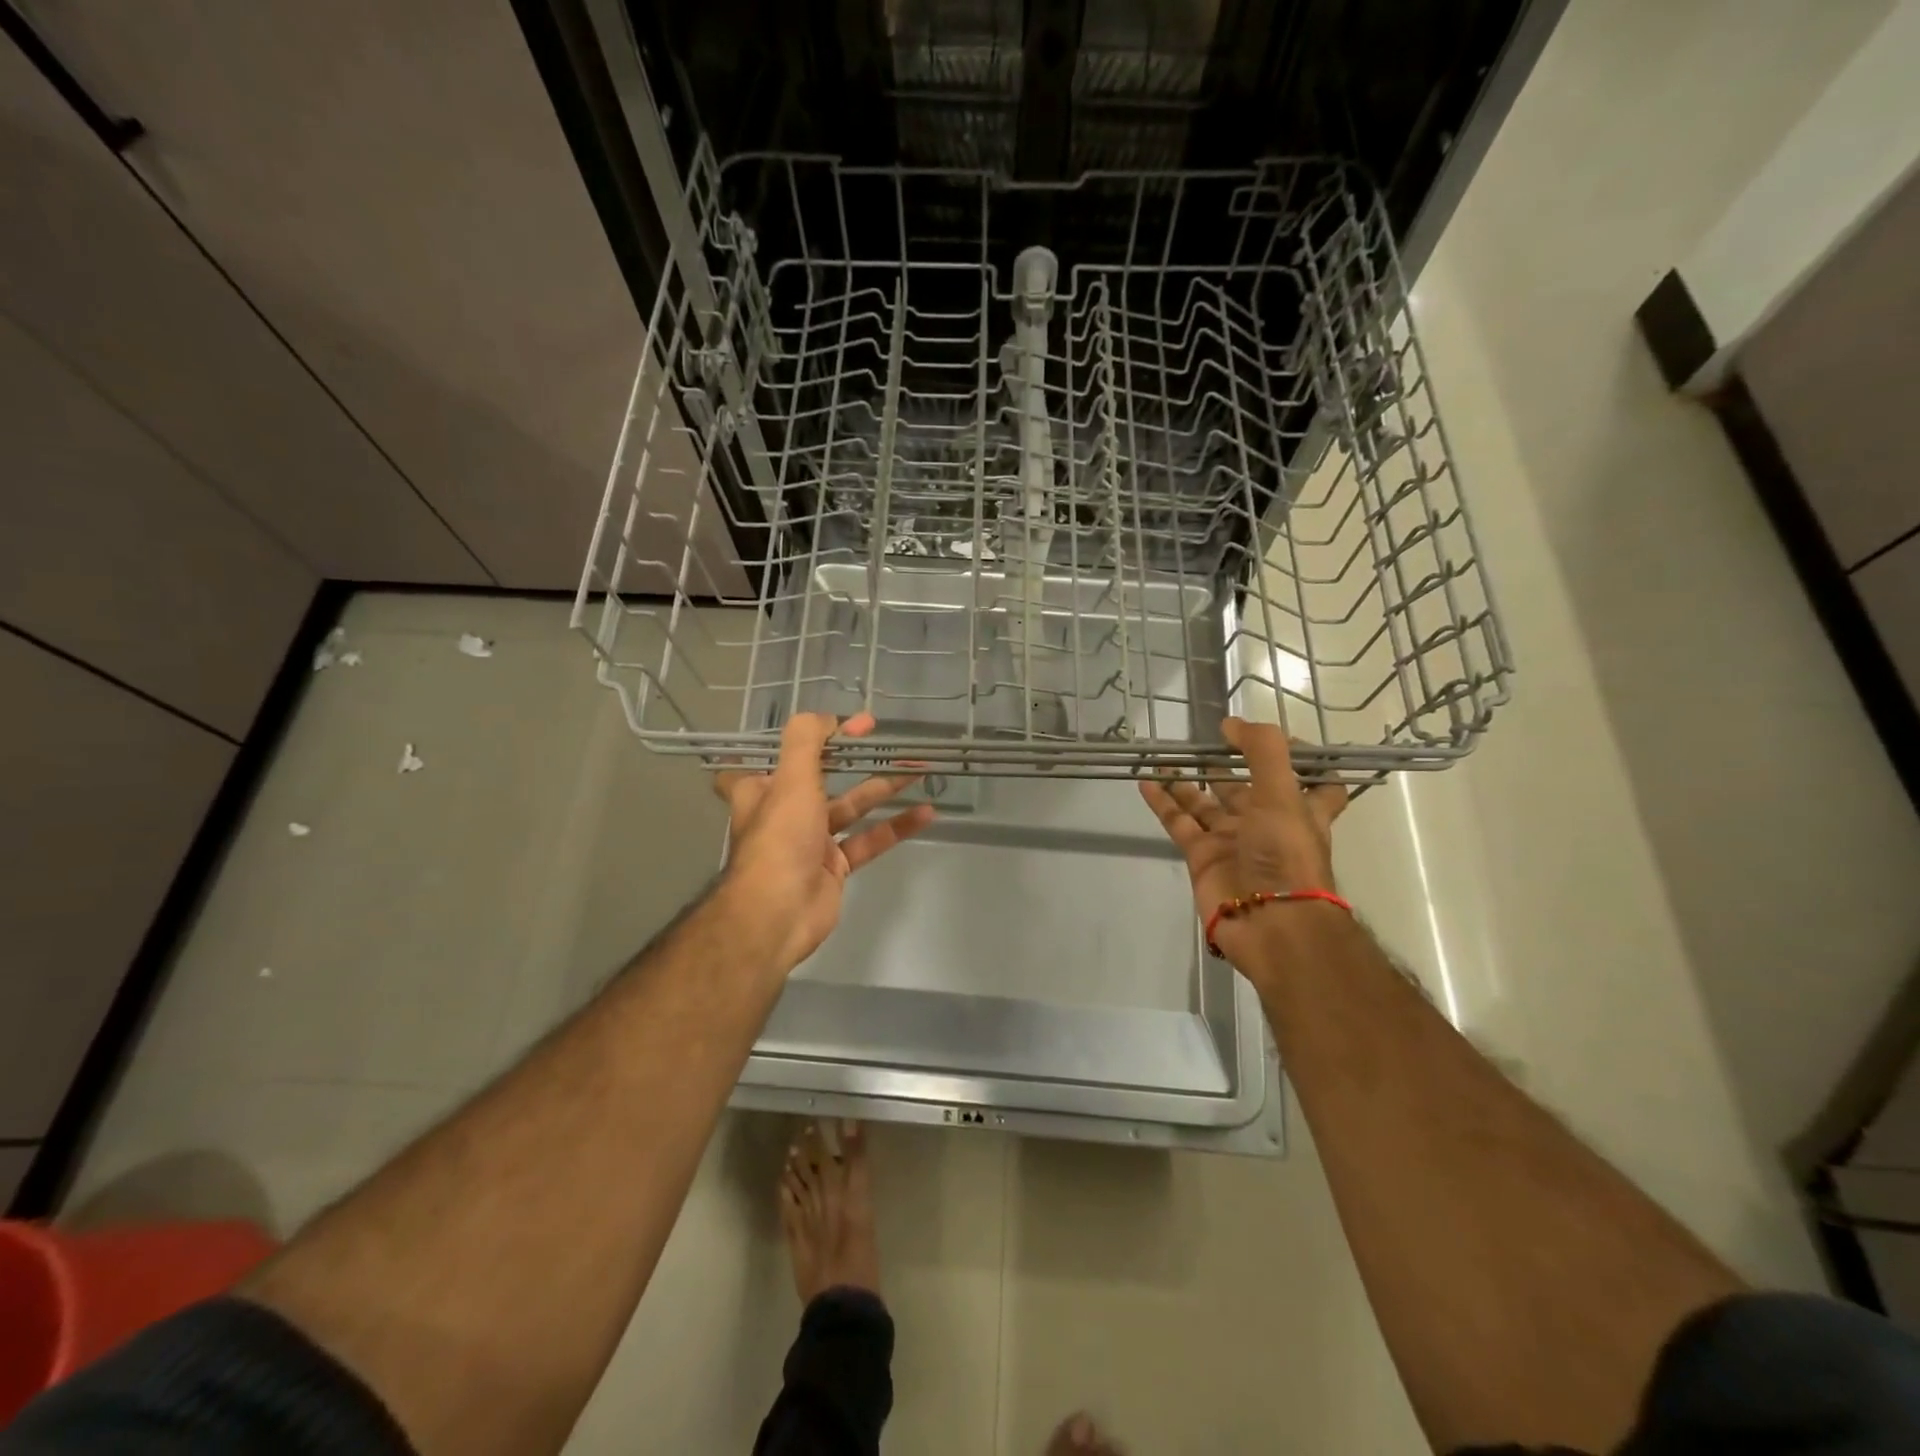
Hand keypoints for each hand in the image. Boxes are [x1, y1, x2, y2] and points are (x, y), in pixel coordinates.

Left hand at [715, 712, 934, 974]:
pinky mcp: (836, 866)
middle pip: (823, 776)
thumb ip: (807, 740)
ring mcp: (812, 840)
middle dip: (854, 758)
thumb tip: (830, 718)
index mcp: (762, 789)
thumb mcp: (790, 778)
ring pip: (852, 807)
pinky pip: (869, 839)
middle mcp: (785, 811)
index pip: (779, 754)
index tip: (841, 724)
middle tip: (884, 739)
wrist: (777, 914)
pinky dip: (896, 826)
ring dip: (882, 788)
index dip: (807, 737)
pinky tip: (926, 812)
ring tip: (917, 769)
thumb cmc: (779, 838)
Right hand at [1139, 718, 1349, 966]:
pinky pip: (1179, 823)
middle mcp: (1267, 824)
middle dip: (1227, 765)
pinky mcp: (1202, 857)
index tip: (1278, 737)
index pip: (1314, 783)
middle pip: (1246, 789)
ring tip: (1166, 755)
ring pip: (1206, 803)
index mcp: (1299, 810)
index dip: (1303, 760)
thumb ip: (1263, 751)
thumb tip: (1232, 723)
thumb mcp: (1282, 794)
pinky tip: (1147, 780)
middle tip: (1202, 740)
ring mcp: (1232, 841)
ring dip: (1187, 780)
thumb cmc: (1286, 855)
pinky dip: (1163, 802)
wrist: (1268, 923)